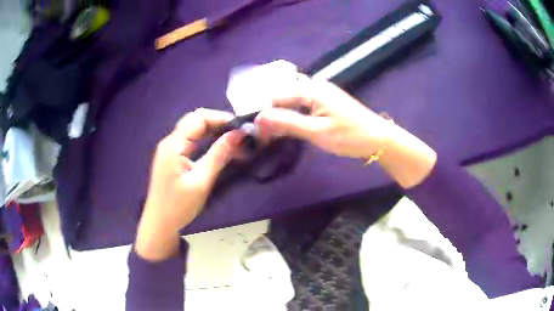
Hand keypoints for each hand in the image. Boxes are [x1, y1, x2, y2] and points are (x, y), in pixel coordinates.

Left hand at [135, 108, 243, 260]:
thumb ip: (219, 155)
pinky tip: (218, 148)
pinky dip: (206, 141)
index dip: (221, 118)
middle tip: (239, 134)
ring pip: (193, 131)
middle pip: (195, 121)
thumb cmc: (178, 206)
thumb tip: (238, 134)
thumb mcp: (201, 181)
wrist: (160, 224)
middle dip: (218, 123)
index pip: (199, 118)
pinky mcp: (172, 158)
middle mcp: (170, 142)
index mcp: (174, 144)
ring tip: (233, 140)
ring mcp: (170, 150)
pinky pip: (191, 142)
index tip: (240, 128)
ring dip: (213, 131)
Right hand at [255, 76, 436, 187]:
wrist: (379, 139)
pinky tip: (287, 126)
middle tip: (262, 132)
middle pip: (282, 94)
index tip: (256, 130)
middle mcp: (314, 85)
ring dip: (280, 114)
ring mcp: (320, 92)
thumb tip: (259, 118)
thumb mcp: (317, 132)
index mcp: (312, 88)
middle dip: (269, 111)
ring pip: (291, 99)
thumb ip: (288, 123)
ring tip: (270, 132)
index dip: (263, 112)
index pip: (276, 96)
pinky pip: (301, 104)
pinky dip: (291, 114)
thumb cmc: (350, 136)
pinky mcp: (325, 102)